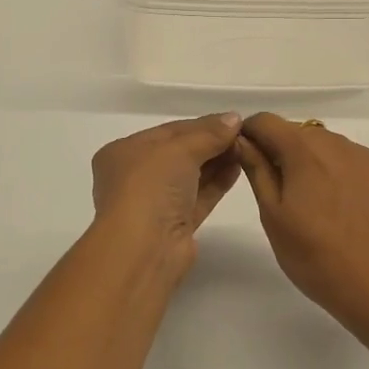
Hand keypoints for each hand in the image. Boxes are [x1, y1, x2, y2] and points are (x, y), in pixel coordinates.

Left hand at [89, 114, 244, 269]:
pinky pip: (198, 197)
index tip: (232, 120)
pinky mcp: (174, 225)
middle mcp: (135, 176)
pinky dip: (216, 183)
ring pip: (190, 176)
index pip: (168, 131)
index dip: (201, 124)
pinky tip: (237, 169)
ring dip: (217, 162)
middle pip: (180, 153)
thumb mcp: (180, 149)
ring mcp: (155, 203)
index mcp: (123, 152)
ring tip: (245, 149)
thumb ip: (209, 133)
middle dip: (210, 143)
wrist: (144, 249)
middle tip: (243, 135)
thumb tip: (234, 118)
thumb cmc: (150, 187)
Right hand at [233, 113, 368, 327]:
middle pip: (300, 133)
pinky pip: (358, 163)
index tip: (247, 157)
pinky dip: (346, 174)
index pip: (267, 121)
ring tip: (318, 204)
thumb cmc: (315, 257)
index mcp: (303, 150)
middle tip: (283, 192)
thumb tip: (241, 140)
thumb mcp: (273, 216)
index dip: (250, 133)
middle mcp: (337, 143)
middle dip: (285, 152)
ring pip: (331, 147)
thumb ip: (257, 170)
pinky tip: (348, 208)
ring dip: (317, 162)